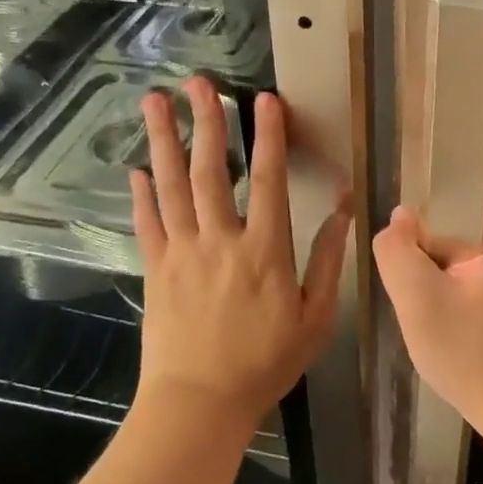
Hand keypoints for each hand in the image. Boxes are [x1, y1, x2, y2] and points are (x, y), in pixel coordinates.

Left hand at [132, 78, 350, 429]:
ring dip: (164, 141)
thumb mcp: (315, 316)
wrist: (200, 402)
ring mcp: (182, 252)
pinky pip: (147, 223)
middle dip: (207, 121)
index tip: (264, 100)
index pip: (267, 180)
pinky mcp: (156, 270)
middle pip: (210, 170)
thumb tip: (345, 212)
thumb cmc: (266, 362)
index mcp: (264, 249)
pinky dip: (142, 193)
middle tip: (198, 82)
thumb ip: (328, 260)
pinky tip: (137, 168)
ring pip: (171, 186)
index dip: (268, 137)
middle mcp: (220, 240)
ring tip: (155, 102)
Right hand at [372, 192, 482, 421]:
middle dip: (437, 234)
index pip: (468, 187)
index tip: (407, 231)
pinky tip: (448, 301)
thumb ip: (398, 252)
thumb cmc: (471, 354)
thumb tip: (400, 219)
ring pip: (477, 241)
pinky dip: (465, 275)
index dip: (431, 202)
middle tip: (411, 263)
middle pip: (471, 214)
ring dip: (449, 258)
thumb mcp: (418, 302)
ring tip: (426, 285)